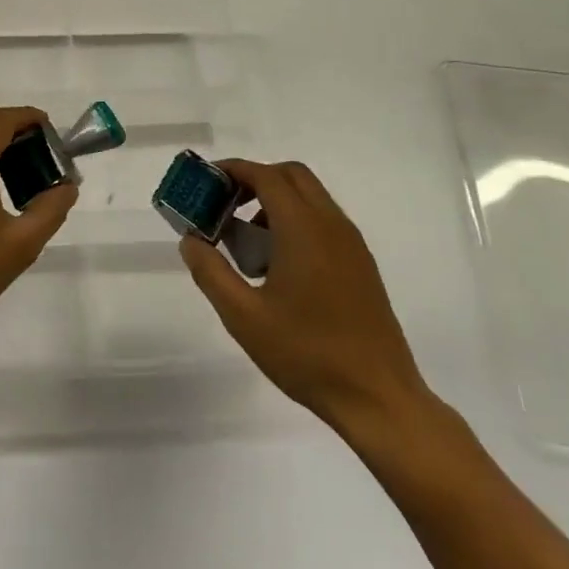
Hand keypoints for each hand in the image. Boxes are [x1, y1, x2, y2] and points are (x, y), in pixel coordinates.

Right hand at [181, 159, 434, 451]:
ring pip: (310, 197)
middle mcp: (331, 224)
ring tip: (247, 243)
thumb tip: (190, 240)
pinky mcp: (361, 264)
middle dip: (255, 180)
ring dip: (275, 202)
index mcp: (303, 228)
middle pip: (291, 176)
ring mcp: (351, 244)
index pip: (265, 176)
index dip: (233, 170)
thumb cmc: (306, 354)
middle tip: (225, 206)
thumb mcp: (243, 316)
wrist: (378, 398)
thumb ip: (211, 272)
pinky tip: (278, 266)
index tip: (206, 182)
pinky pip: (323, 221)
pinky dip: (295, 221)